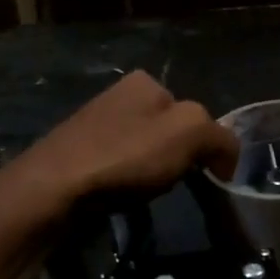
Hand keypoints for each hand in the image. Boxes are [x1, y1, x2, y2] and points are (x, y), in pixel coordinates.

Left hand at [0, 71, 238, 225]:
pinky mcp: (77, 153)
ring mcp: (94, 123)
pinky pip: (118, 167)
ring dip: (151, 174)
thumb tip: (226, 158)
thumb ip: (220, 137)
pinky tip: (119, 196)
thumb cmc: (125, 155)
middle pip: (168, 132)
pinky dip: (125, 183)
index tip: (203, 174)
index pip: (195, 114)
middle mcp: (118, 94)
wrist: (53, 188)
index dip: (205, 146)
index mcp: (145, 82)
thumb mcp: (190, 133)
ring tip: (142, 194)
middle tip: (171, 185)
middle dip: (176, 159)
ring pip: (143, 151)